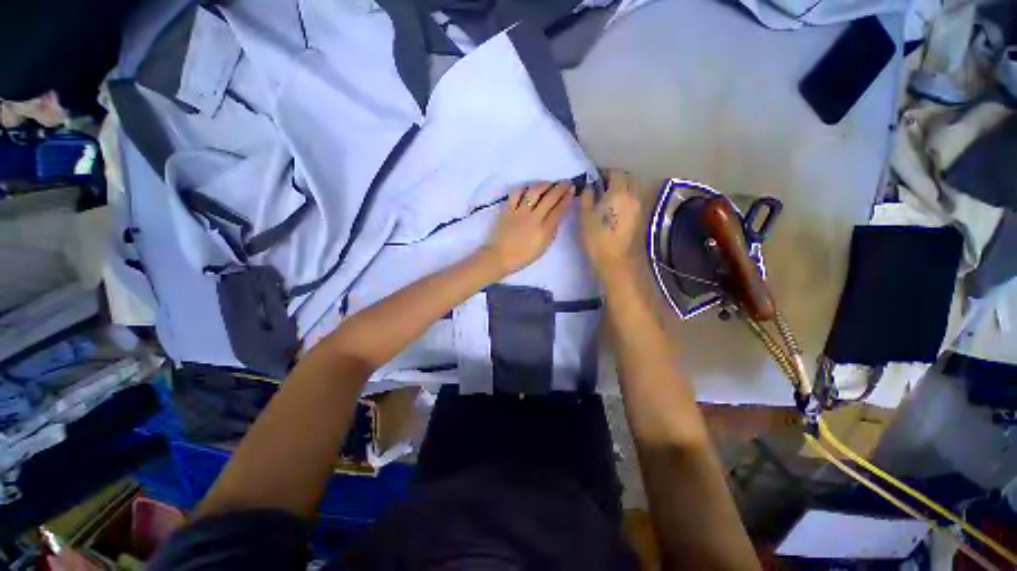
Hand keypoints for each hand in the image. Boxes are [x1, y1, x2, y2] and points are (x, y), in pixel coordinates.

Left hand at [482, 181, 574, 274]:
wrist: (499, 257)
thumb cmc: (523, 256)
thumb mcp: (543, 247)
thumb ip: (551, 231)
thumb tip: (556, 216)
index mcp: (544, 230)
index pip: (559, 209)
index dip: (567, 197)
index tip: (572, 190)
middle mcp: (533, 218)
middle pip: (549, 197)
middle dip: (560, 187)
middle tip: (566, 182)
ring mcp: (519, 212)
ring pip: (534, 191)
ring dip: (544, 184)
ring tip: (549, 183)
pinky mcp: (507, 209)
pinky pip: (516, 193)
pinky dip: (524, 188)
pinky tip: (529, 188)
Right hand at [580, 170, 640, 277]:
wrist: (614, 260)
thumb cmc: (596, 237)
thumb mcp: (585, 216)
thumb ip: (587, 197)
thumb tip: (590, 187)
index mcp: (618, 193)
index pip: (615, 173)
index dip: (605, 173)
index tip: (595, 179)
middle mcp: (632, 196)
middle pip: (627, 179)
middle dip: (616, 179)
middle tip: (602, 187)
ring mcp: (638, 207)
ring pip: (632, 190)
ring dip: (621, 189)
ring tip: (607, 198)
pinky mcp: (639, 218)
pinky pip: (632, 201)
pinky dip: (625, 199)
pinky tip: (614, 209)